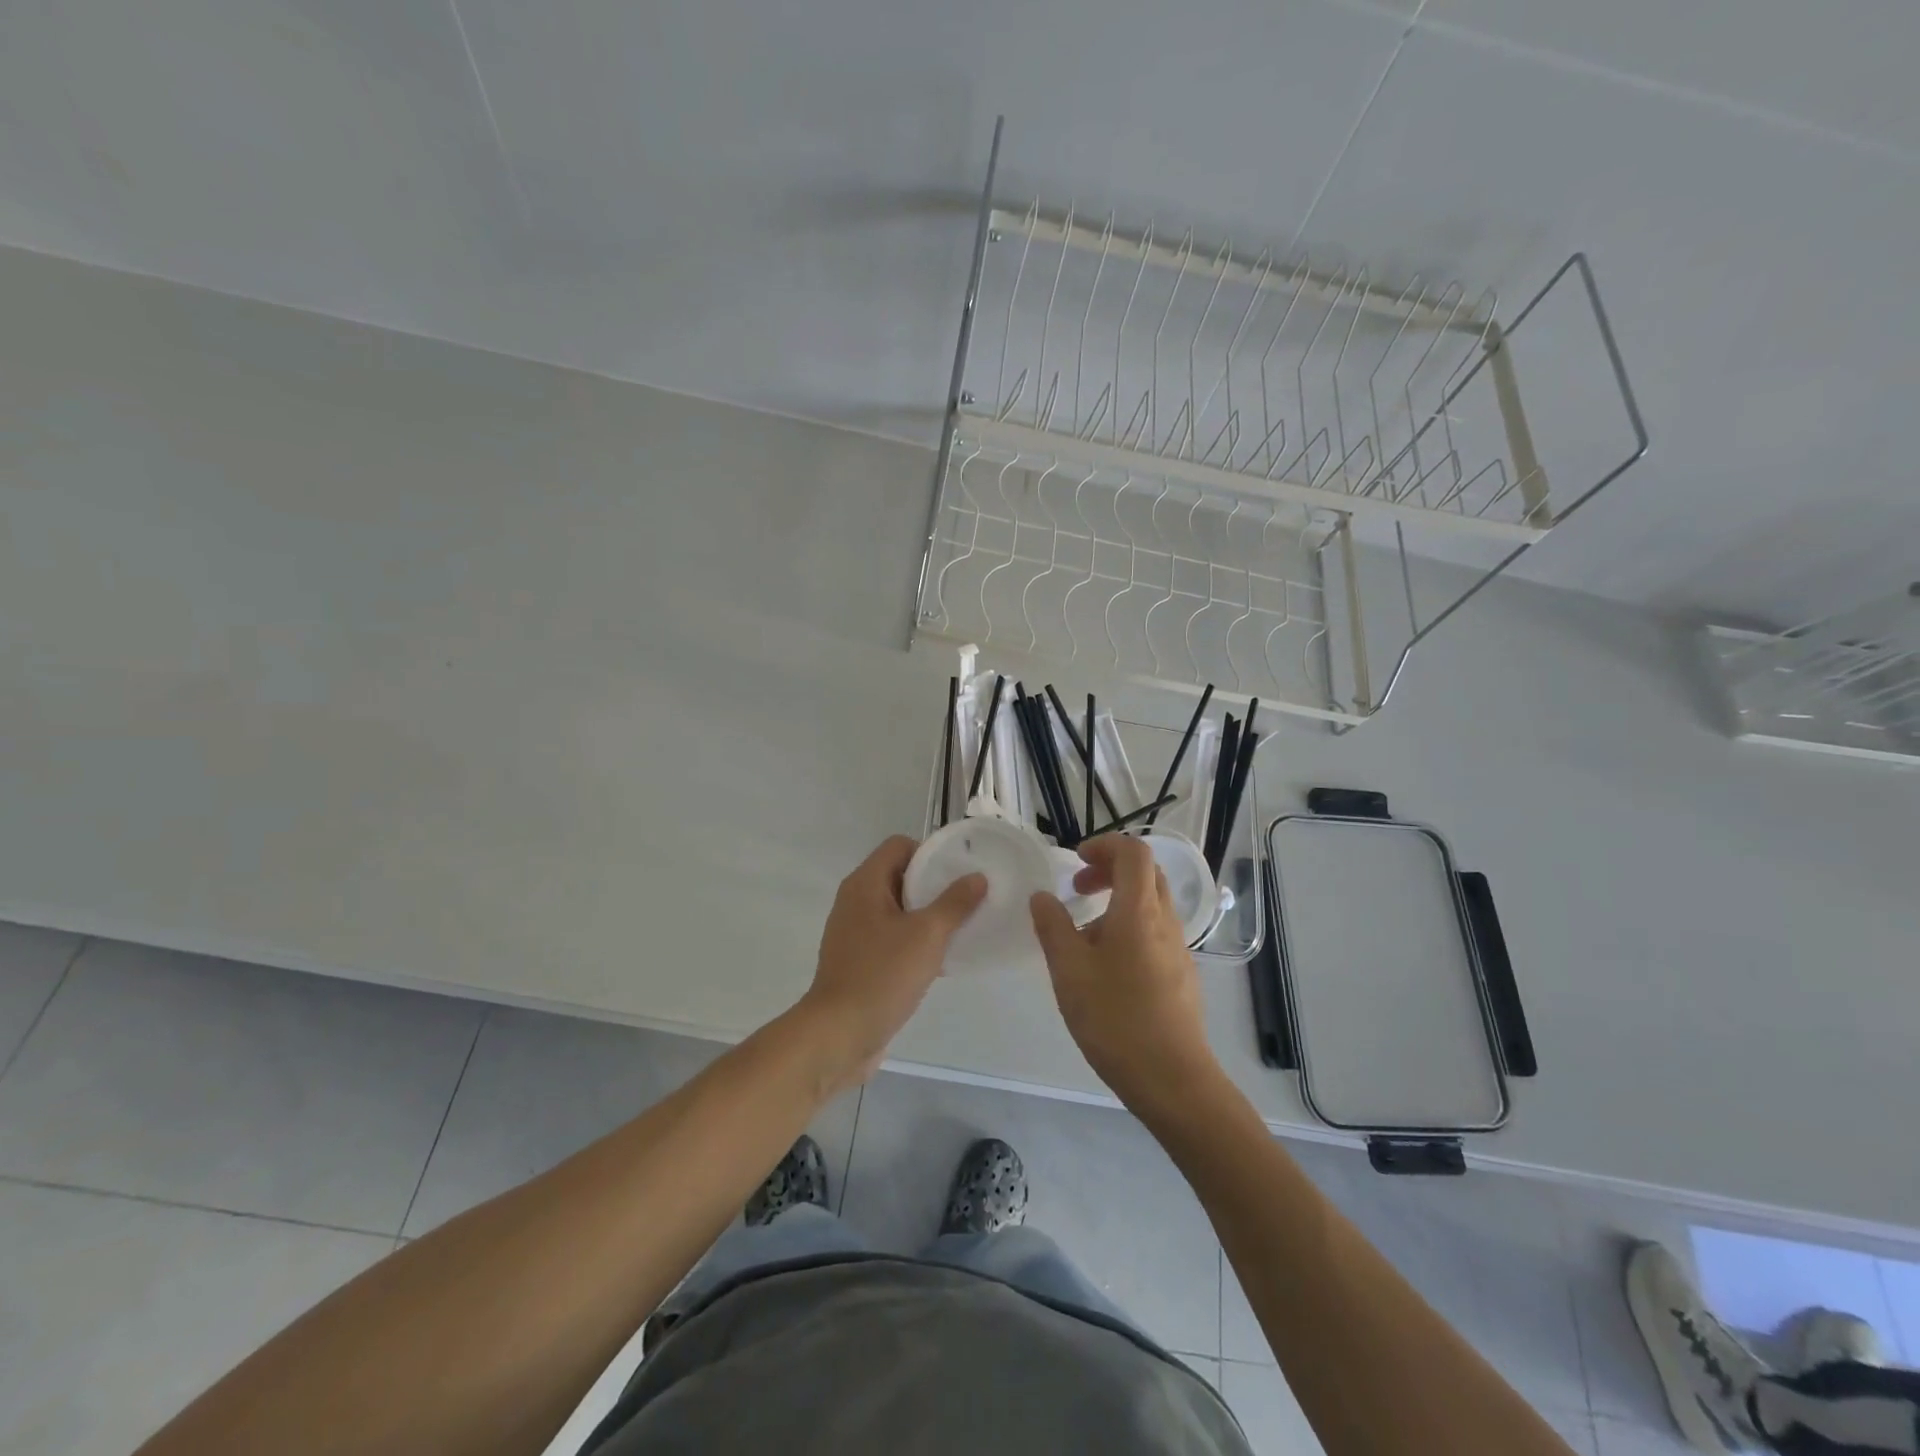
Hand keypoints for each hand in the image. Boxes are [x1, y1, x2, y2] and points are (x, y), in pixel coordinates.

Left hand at [799, 835, 985, 1090]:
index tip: (959, 872)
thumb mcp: (927, 935)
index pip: (900, 846)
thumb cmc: (882, 975)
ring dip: (928, 916)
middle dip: (934, 886)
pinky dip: (915, 941)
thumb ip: (954, 903)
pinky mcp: (860, 961)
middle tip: (968, 899)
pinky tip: (942, 959)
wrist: (839, 1034)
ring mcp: (855, 933)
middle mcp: (856, 902)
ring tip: (961, 929)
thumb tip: (976, 877)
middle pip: (900, 876)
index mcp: (865, 884)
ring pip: (898, 910)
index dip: (930, 853)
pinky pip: (892, 938)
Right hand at [1030, 834, 1218, 1110]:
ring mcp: (1178, 949)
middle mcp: (1165, 921)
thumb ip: (1052, 927)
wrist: (1173, 1079)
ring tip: (1084, 935)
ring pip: (1151, 904)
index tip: (1075, 861)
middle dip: (1110, 870)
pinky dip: (1130, 928)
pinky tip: (1107, 968)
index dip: (1104, 845)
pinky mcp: (1182, 975)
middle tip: (1078, 890)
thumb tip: (1042, 896)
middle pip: (1145, 874)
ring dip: (1118, 902)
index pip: (1133, 852)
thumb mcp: (1069, 971)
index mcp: (1138, 911)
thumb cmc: (1115, 1019)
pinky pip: (1156, 933)